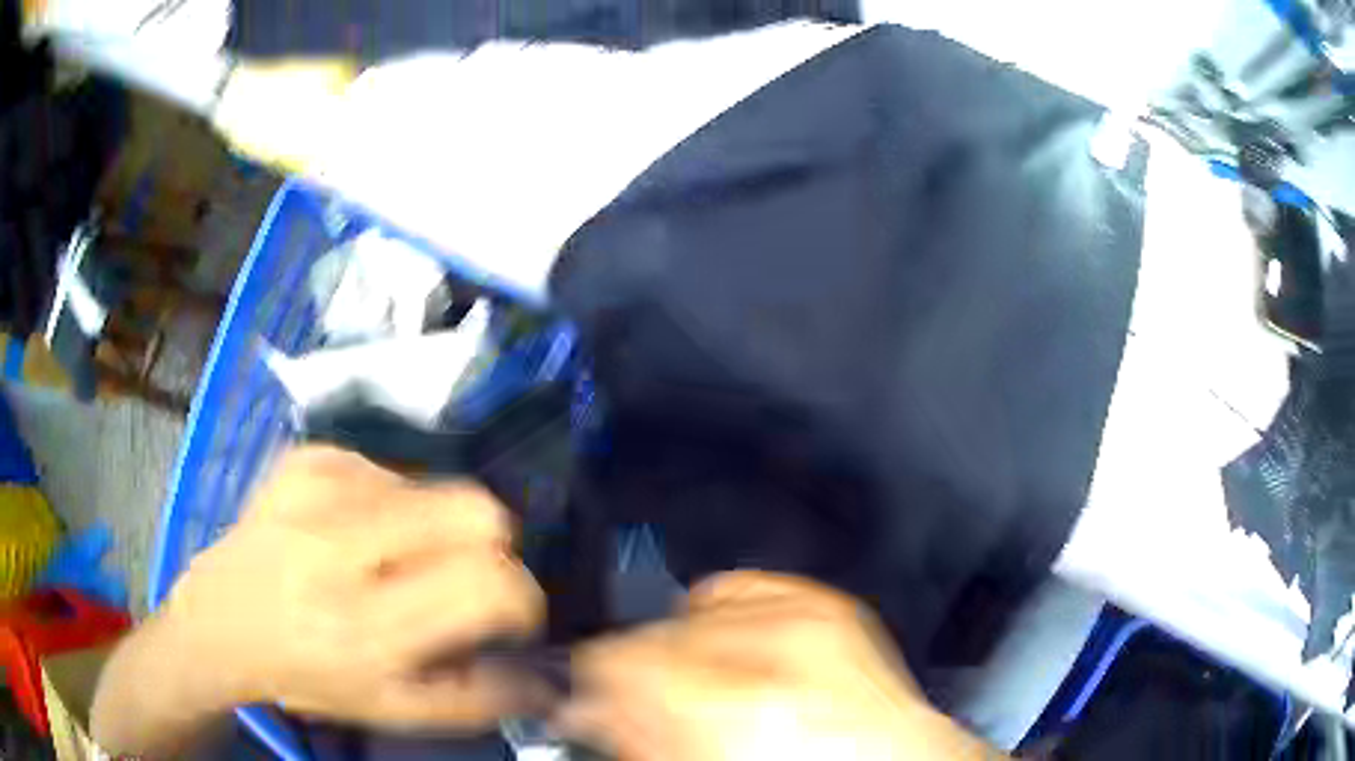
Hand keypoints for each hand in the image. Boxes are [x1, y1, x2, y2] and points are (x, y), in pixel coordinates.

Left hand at [161, 445, 544, 729]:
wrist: (220, 619)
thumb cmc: (306, 673)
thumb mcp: (390, 709)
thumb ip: (475, 699)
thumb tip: (541, 678)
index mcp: (366, 626)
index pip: (486, 583)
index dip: (520, 597)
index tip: (509, 614)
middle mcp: (341, 547)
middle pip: (476, 511)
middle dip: (487, 549)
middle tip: (454, 581)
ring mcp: (320, 488)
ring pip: (436, 488)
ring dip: (428, 531)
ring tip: (386, 564)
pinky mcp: (307, 457)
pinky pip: (388, 469)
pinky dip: (386, 504)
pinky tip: (351, 535)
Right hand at [560, 571, 999, 760]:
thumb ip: (636, 735)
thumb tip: (589, 704)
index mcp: (739, 709)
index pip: (617, 657)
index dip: (595, 683)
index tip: (593, 700)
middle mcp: (775, 649)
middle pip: (652, 631)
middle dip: (641, 670)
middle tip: (653, 706)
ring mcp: (809, 614)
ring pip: (691, 608)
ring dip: (687, 648)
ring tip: (715, 689)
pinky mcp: (828, 602)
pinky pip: (742, 589)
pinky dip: (727, 621)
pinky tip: (744, 659)